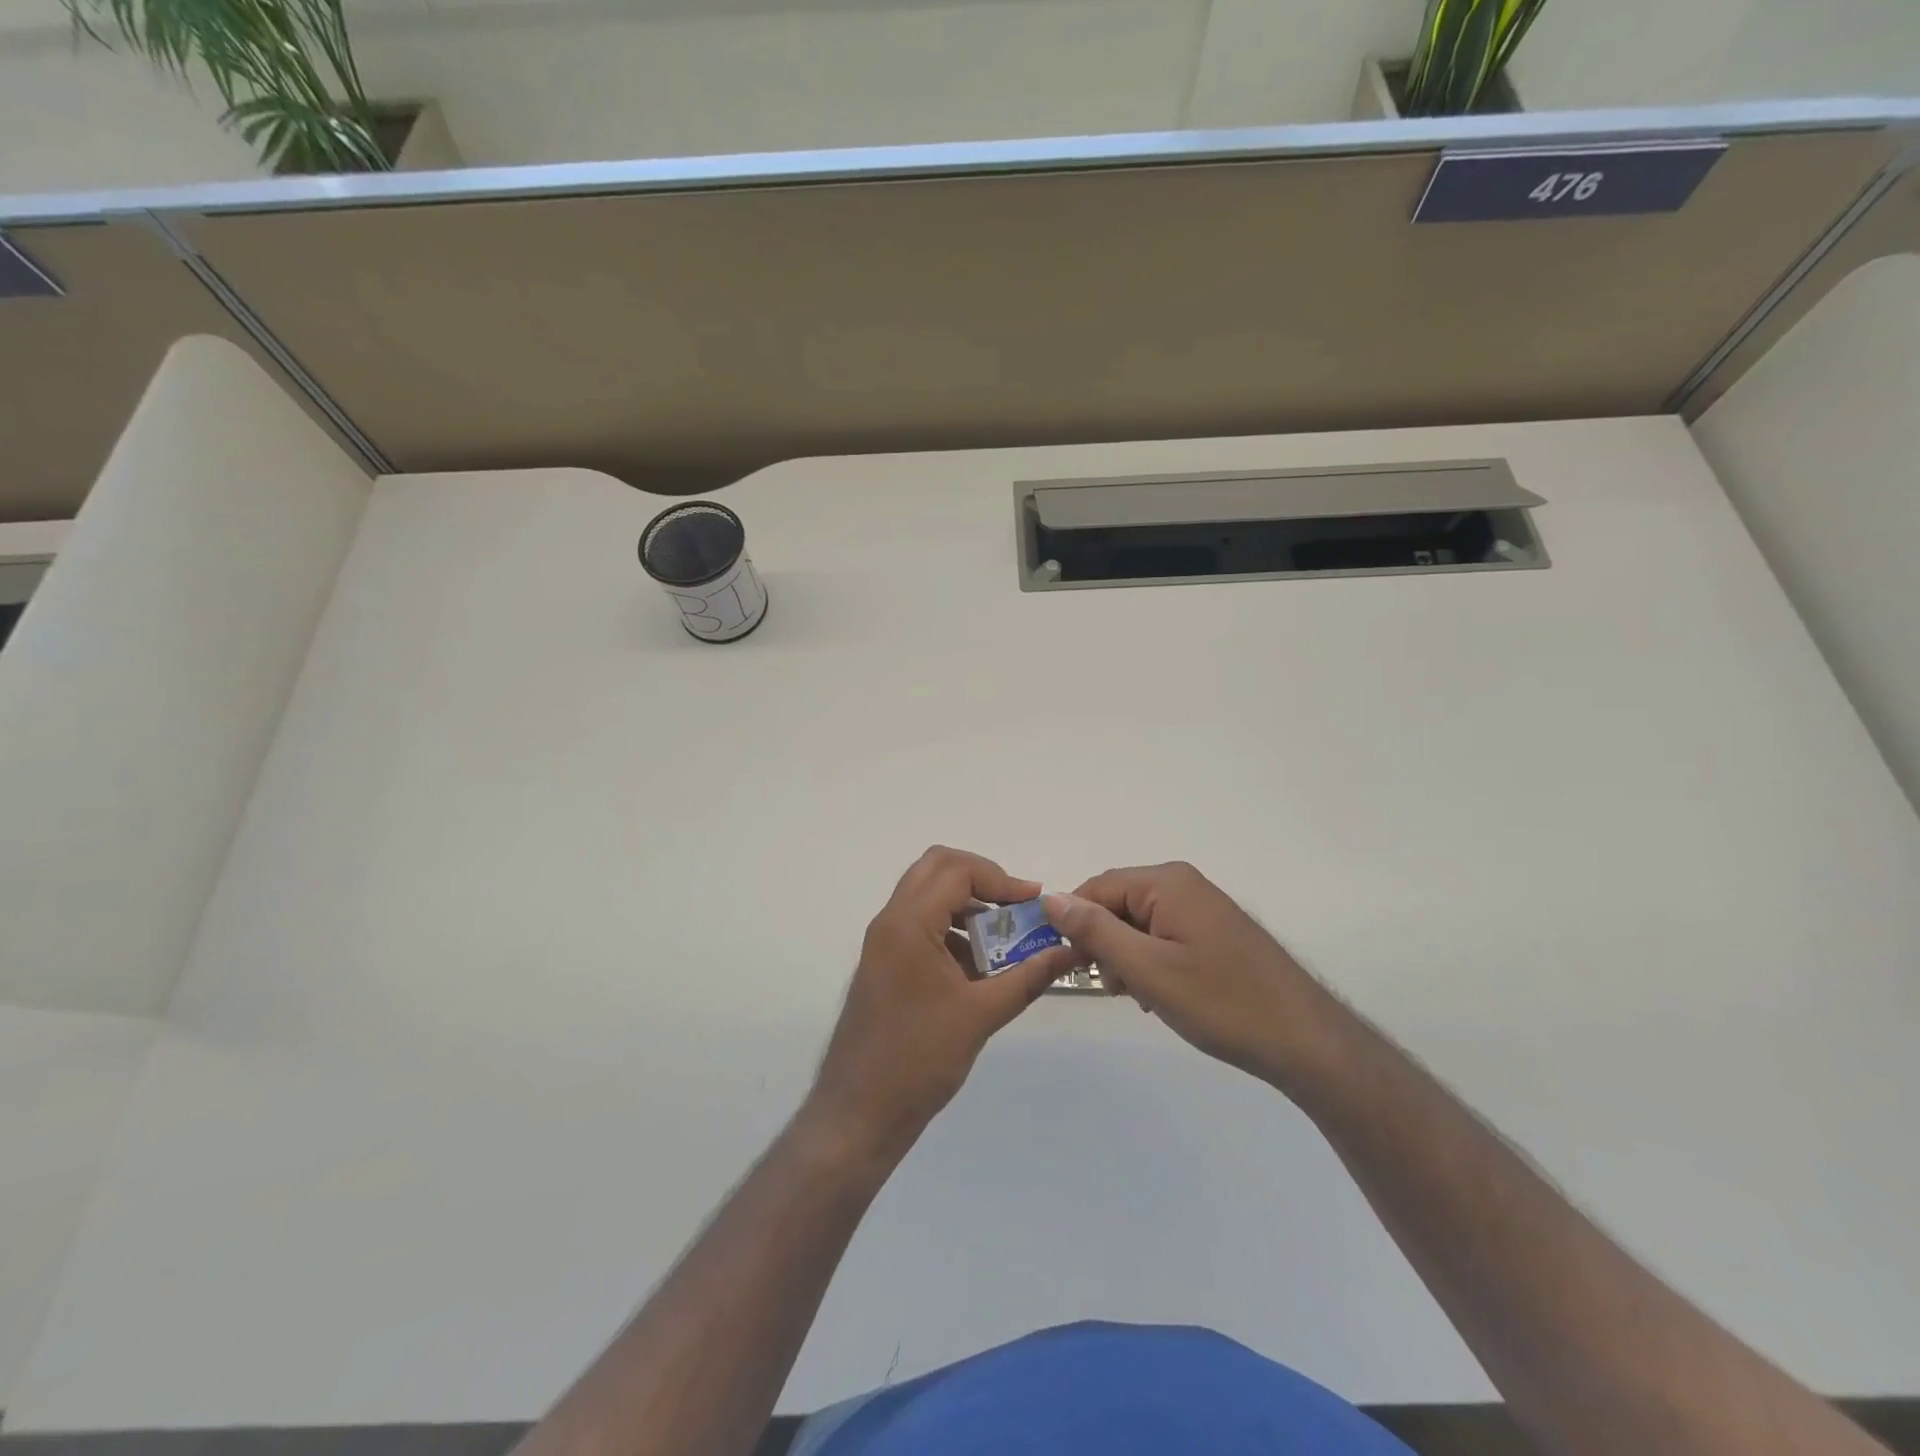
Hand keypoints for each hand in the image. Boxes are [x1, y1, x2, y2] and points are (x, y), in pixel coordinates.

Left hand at [806, 847, 1072, 1164]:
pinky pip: (922, 926)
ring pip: (928, 896)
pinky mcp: (885, 963)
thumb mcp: (981, 1015)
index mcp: (908, 923)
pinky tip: (980, 969)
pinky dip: (952, 931)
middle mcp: (890, 921)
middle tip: (1015, 908)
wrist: (859, 1112)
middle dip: (982, 880)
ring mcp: (884, 942)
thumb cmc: (919, 1060)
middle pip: (938, 869)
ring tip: (1004, 939)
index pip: (956, 870)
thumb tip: (1069, 951)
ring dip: (967, 906)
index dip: (1000, 879)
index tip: (1034, 904)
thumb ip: (1028, 976)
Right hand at [1043, 863, 1335, 1091]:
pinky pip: (1163, 936)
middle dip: (1105, 943)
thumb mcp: (1147, 969)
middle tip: (1113, 988)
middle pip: (1118, 903)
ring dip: (1127, 957)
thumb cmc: (1222, 1002)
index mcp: (1166, 882)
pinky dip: (1152, 962)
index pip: (1096, 888)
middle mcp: (1183, 884)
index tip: (1069, 966)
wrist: (1306, 1041)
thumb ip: (1095, 931)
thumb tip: (1051, 899)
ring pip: (1138, 924)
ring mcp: (1202, 908)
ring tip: (1139, 996)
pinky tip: (1161, 995)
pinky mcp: (1214, 932)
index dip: (1075, 923)